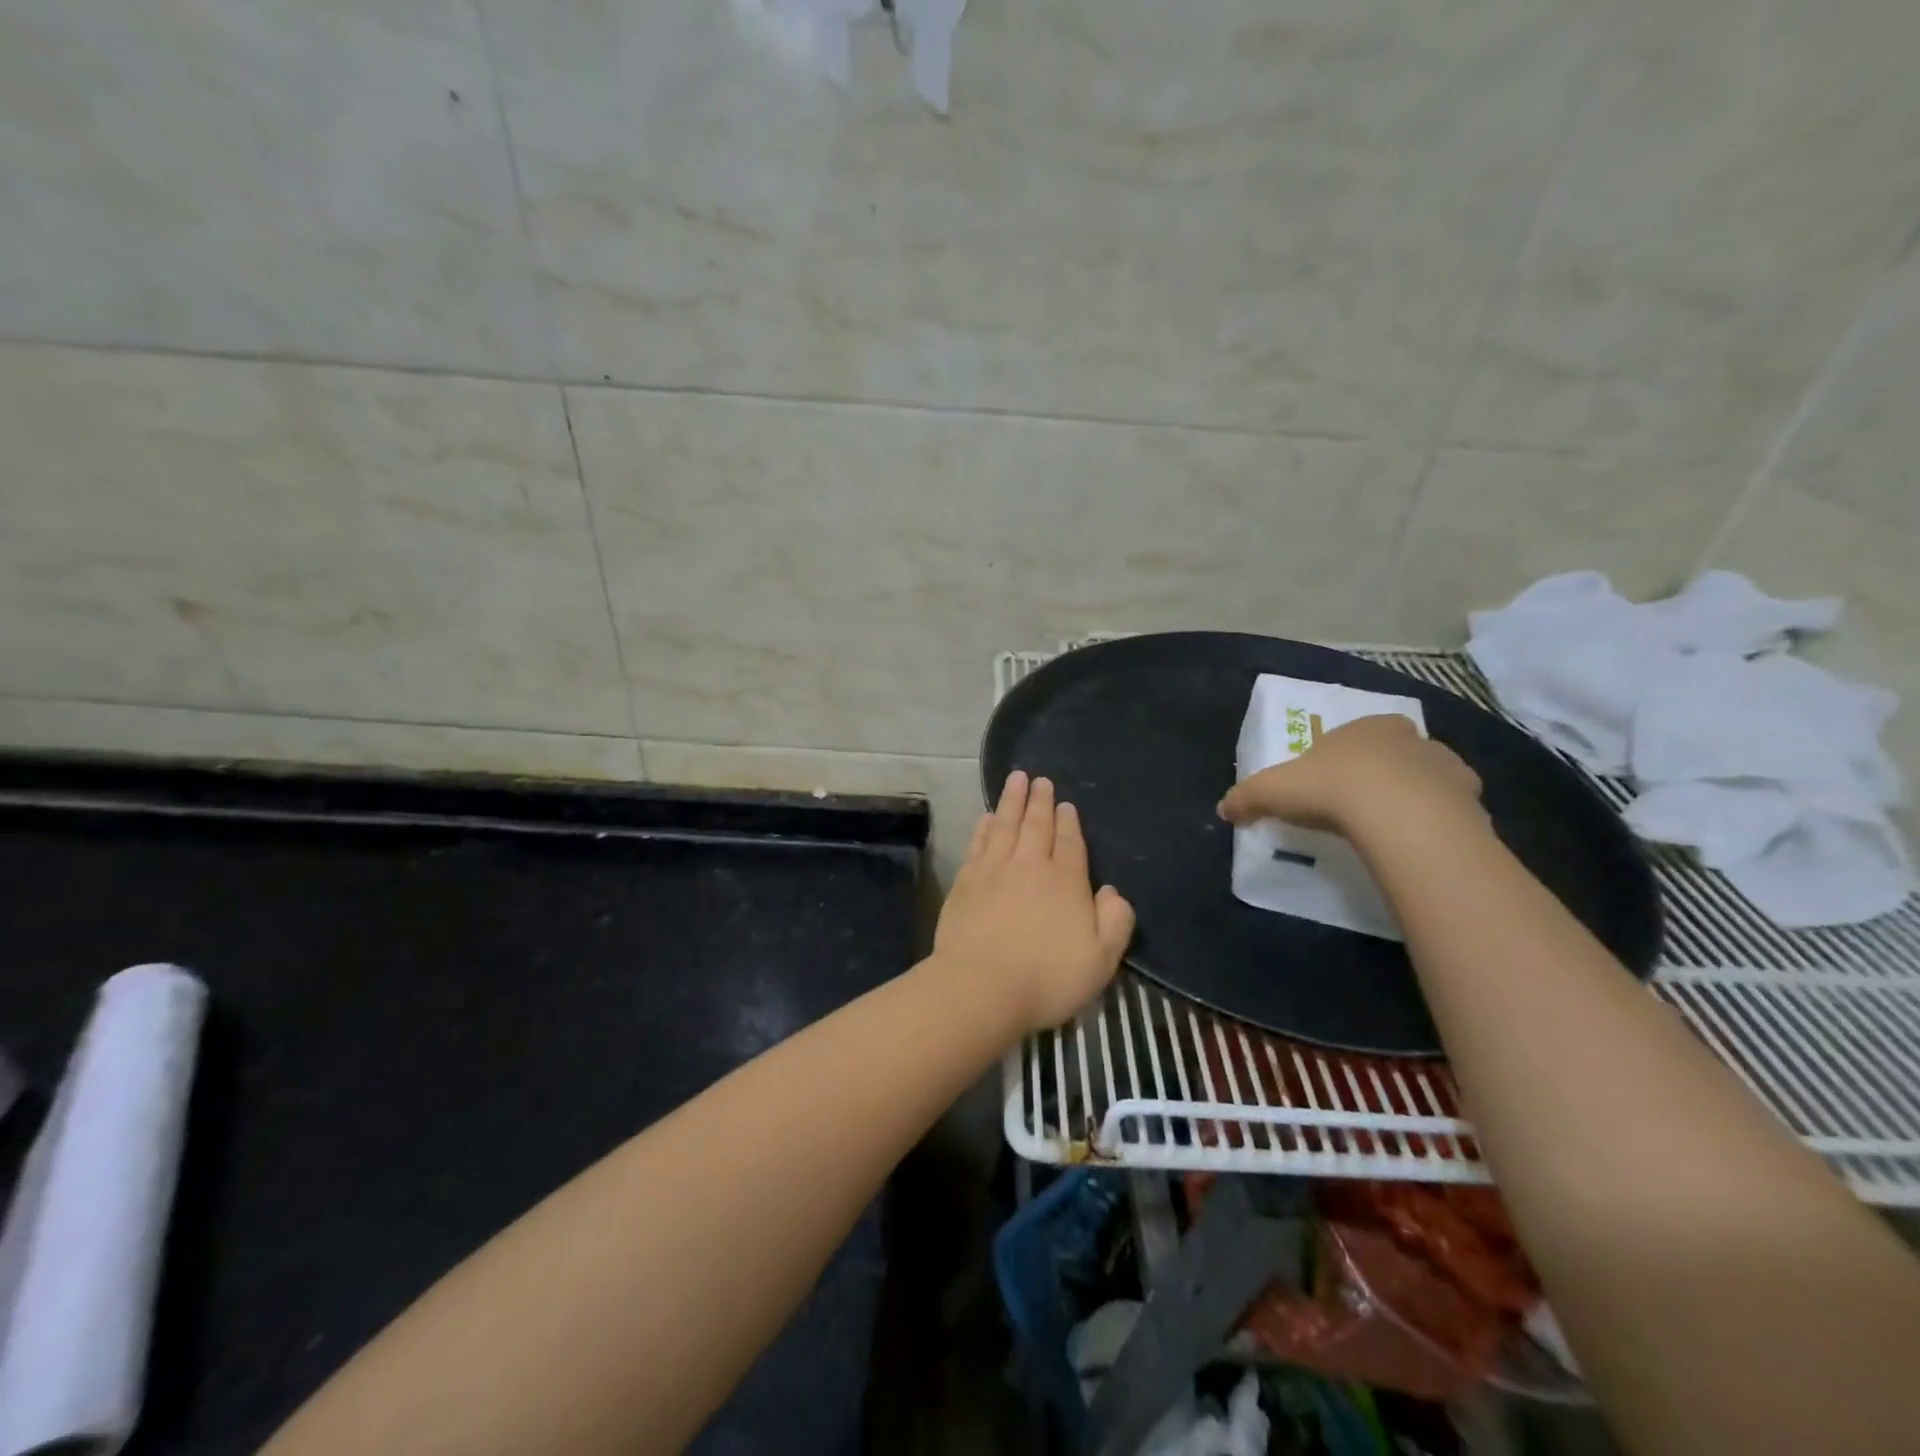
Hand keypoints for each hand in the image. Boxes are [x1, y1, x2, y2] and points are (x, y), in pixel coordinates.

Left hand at [933, 771, 1135, 1034]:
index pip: (1070, 843)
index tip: (1065, 804)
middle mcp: (1029, 866)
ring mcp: (993, 871)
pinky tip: (987, 817)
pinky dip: (984, 828)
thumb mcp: (1100, 961)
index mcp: (1065, 882)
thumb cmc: (1046, 978)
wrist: (980, 987)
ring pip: (1005, 826)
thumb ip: (1115, 923)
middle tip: (1039, 779)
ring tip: (1015, 780)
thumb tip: (1112, 892)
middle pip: (1036, 826)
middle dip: (1039, 801)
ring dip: (1011, 801)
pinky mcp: (966, 883)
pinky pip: (978, 844)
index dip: (1069, 823)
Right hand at [1217, 714, 1484, 839]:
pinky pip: (1450, 810)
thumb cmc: (1330, 788)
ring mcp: (1444, 767)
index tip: (1326, 787)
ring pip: (1425, 779)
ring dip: (1411, 797)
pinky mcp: (1470, 799)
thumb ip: (1246, 798)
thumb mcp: (1271, 790)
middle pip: (1391, 755)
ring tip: (1389, 829)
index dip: (1338, 760)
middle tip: (1356, 808)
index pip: (1351, 737)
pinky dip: (1436, 821)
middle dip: (1377, 775)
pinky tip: (1416, 841)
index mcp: (1364, 727)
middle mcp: (1409, 738)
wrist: (1399, 814)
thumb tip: (1224, 809)